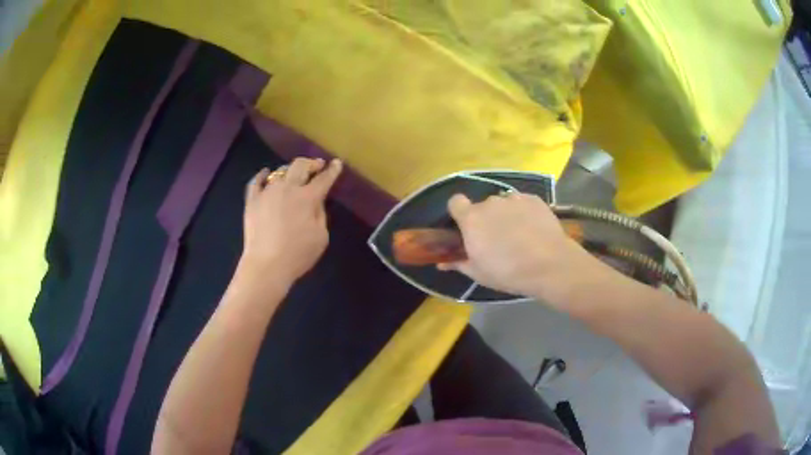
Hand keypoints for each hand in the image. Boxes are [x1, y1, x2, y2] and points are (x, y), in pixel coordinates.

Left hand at [240, 158, 342, 284]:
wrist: (266, 265)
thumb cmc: (298, 254)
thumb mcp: (321, 237)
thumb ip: (320, 214)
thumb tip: (316, 202)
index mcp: (308, 198)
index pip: (323, 179)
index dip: (332, 170)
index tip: (336, 163)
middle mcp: (288, 188)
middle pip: (300, 166)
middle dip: (311, 163)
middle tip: (317, 165)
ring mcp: (268, 192)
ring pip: (280, 172)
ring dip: (290, 171)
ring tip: (293, 175)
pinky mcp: (252, 200)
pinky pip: (256, 182)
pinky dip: (262, 175)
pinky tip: (265, 173)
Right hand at [439, 193, 589, 305]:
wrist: (550, 265)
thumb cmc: (508, 272)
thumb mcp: (479, 273)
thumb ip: (459, 263)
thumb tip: (442, 263)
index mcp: (471, 219)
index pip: (455, 202)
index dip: (459, 213)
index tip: (466, 227)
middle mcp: (490, 203)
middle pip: (482, 206)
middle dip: (486, 219)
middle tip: (496, 240)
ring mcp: (514, 199)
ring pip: (503, 204)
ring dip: (506, 216)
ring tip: (519, 236)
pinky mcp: (534, 199)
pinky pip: (522, 203)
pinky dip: (524, 213)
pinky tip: (534, 230)